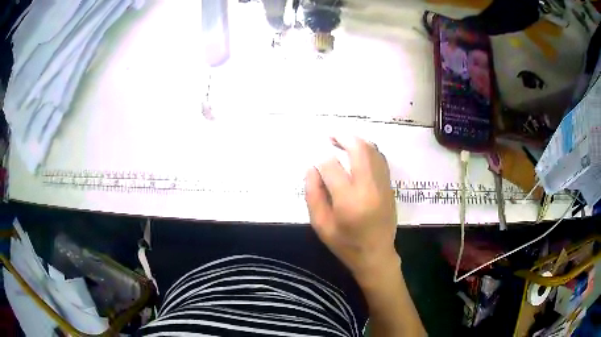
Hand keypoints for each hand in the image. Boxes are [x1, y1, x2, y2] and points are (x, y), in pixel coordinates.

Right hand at [305, 137, 399, 282]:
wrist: (376, 255)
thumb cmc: (345, 244)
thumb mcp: (320, 224)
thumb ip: (313, 194)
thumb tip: (312, 167)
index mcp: (349, 201)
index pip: (332, 166)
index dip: (320, 155)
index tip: (313, 152)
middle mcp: (369, 188)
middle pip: (359, 150)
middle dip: (343, 137)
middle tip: (330, 135)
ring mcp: (383, 185)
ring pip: (372, 150)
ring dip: (356, 140)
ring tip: (342, 140)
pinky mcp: (389, 186)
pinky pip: (380, 159)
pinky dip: (368, 149)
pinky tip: (358, 151)